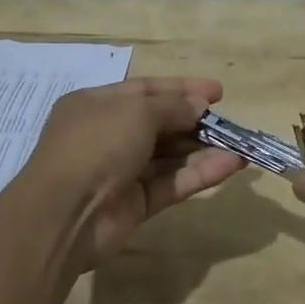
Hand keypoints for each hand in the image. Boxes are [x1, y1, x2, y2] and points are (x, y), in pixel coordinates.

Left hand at [20, 76, 244, 271]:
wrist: (64, 214)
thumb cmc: (97, 144)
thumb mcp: (136, 111)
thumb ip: (172, 107)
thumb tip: (199, 106)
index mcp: (97, 104)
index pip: (145, 90)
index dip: (182, 89)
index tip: (217, 92)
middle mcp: (108, 135)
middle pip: (159, 123)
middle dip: (195, 121)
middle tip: (230, 122)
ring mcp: (121, 172)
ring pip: (169, 156)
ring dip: (204, 149)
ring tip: (240, 144)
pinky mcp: (135, 205)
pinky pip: (172, 183)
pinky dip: (200, 174)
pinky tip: (231, 165)